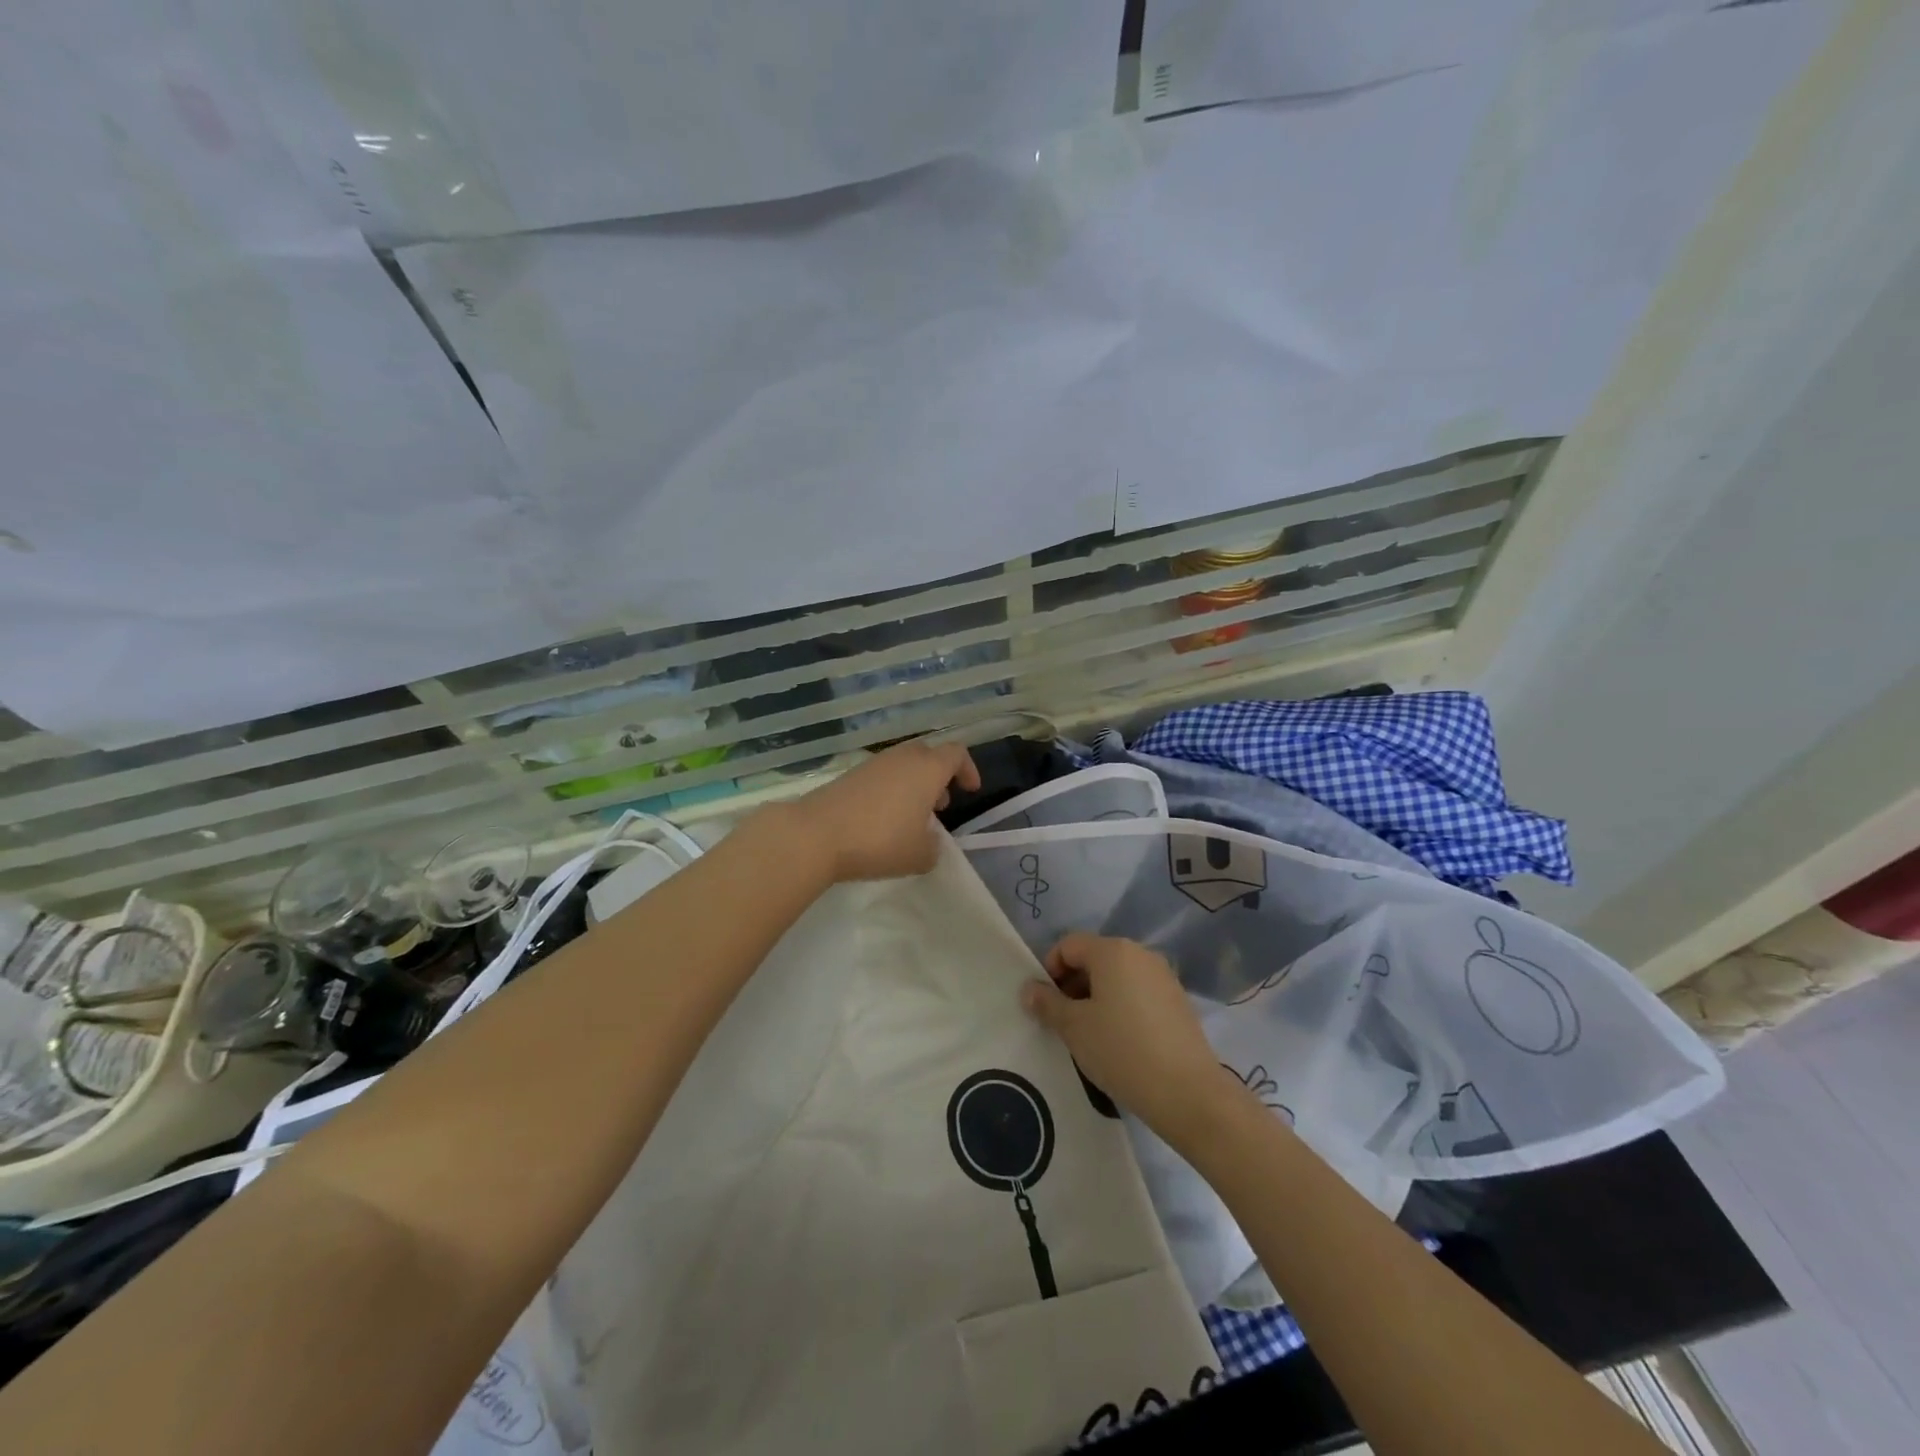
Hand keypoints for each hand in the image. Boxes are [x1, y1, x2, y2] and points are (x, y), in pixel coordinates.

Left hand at [790, 739, 979, 881]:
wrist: (816, 834)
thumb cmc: (879, 841)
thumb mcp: (920, 856)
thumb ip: (934, 847)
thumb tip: (929, 841)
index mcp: (927, 769)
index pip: (956, 753)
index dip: (968, 769)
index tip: (970, 790)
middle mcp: (902, 758)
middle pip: (928, 754)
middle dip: (939, 776)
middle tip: (941, 804)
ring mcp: (873, 764)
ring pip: (903, 764)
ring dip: (914, 784)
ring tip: (912, 817)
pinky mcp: (849, 775)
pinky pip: (881, 775)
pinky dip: (891, 790)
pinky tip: (883, 820)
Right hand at [1022, 933, 1246, 1142]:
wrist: (1187, 1092)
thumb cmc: (1121, 1050)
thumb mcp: (1074, 1027)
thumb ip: (1047, 1003)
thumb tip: (1029, 989)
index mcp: (1113, 951)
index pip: (1068, 945)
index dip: (1050, 969)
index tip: (1045, 1004)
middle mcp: (1141, 954)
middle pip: (1094, 958)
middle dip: (1073, 984)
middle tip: (1064, 1022)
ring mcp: (1164, 976)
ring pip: (1117, 977)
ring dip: (1097, 997)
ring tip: (1091, 1035)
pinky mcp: (1178, 1001)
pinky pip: (1138, 992)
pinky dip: (1121, 1006)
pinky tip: (1120, 1041)